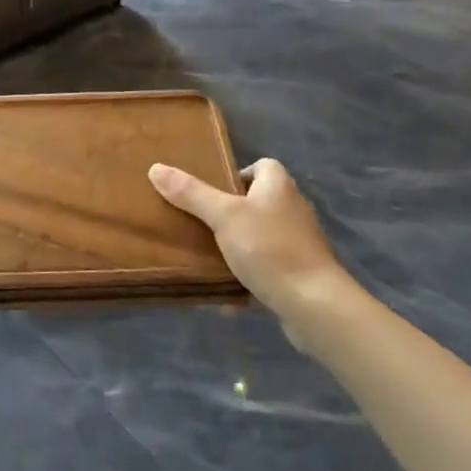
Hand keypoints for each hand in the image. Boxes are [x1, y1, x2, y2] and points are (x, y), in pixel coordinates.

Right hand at [149, 158, 362, 348]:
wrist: (314, 304)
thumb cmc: (269, 248)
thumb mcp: (224, 216)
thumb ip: (191, 193)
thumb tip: (156, 168)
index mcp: (278, 187)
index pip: (262, 166)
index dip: (238, 173)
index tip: (212, 190)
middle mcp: (293, 209)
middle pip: (258, 201)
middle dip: (230, 212)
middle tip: (200, 222)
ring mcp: (299, 243)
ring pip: (261, 235)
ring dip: (238, 244)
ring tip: (207, 254)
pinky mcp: (300, 273)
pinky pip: (268, 266)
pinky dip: (249, 274)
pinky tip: (227, 288)